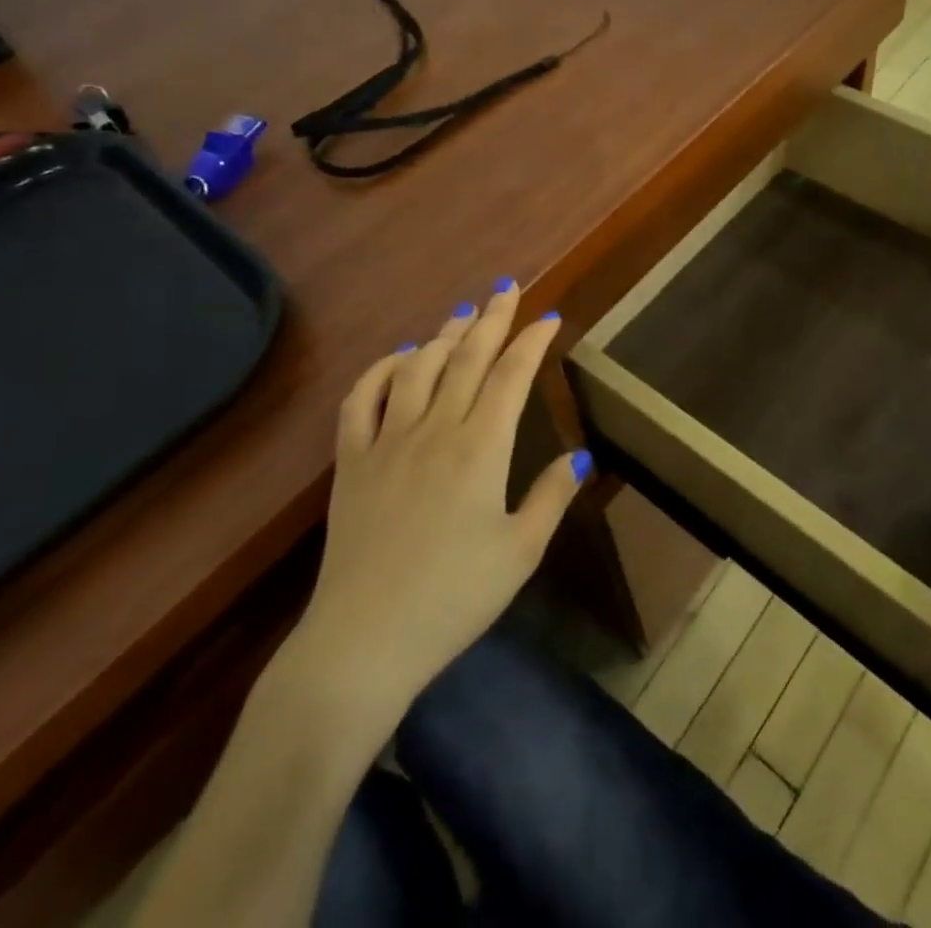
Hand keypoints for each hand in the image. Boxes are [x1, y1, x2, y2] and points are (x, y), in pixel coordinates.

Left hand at [282, 282, 589, 716]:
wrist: (364, 641)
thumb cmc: (453, 599)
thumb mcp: (520, 553)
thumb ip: (550, 497)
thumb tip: (579, 455)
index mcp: (481, 448)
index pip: (512, 376)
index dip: (533, 340)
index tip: (550, 317)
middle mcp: (435, 430)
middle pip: (467, 358)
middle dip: (492, 318)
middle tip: (506, 288)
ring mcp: (387, 441)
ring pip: (418, 368)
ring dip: (443, 335)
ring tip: (463, 313)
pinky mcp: (351, 461)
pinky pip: (361, 399)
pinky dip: (381, 369)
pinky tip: (399, 357)